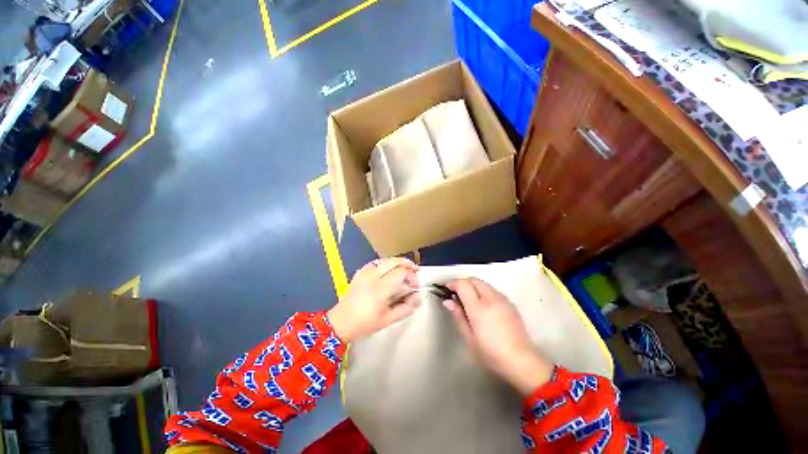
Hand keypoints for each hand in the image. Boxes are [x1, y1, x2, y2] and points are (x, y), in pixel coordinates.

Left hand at [327, 258, 419, 341]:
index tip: (415, 286)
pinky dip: (386, 263)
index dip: (411, 276)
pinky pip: (376, 262)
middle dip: (407, 263)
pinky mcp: (360, 272)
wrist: (341, 322)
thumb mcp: (388, 320)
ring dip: (397, 262)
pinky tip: (389, 269)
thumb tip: (418, 297)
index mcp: (380, 288)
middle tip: (415, 270)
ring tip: (405, 268)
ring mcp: (365, 272)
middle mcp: (373, 276)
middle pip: (394, 261)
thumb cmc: (365, 323)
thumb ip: (406, 308)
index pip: (401, 272)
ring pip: (385, 259)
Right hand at [444, 278, 553, 395]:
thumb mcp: (469, 337)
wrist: (522, 361)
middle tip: (457, 295)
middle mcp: (491, 298)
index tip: (447, 289)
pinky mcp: (510, 303)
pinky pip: (492, 291)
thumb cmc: (491, 353)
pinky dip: (484, 292)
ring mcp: (502, 299)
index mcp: (479, 307)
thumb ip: (458, 316)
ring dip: (473, 287)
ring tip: (469, 301)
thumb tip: (447, 301)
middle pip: (473, 280)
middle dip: (463, 283)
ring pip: (483, 284)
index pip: (463, 284)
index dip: (453, 283)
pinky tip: (484, 306)